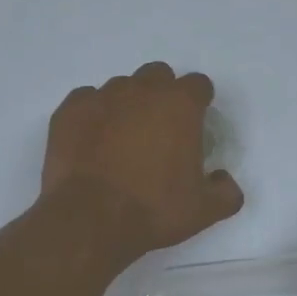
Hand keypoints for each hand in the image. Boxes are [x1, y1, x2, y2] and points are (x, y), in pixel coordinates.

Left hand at [41, 62, 243, 257]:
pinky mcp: (70, 110)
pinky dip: (93, 114)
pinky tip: (92, 140)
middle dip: (162, 94)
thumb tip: (223, 180)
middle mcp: (142, 90)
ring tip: (122, 138)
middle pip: (158, 75)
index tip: (195, 122)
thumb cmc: (153, 210)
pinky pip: (87, 100)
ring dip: (127, 104)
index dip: (199, 101)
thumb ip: (226, 192)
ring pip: (121, 86)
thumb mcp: (204, 211)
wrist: (90, 220)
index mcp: (180, 105)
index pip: (198, 85)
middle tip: (159, 128)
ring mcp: (103, 96)